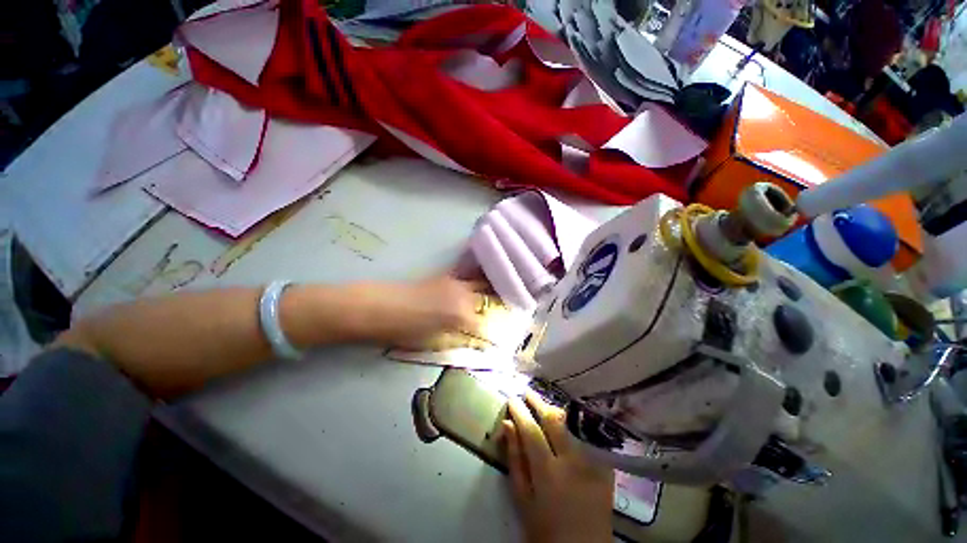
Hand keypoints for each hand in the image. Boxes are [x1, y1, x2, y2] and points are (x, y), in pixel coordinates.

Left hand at [353, 274, 487, 349]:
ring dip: (491, 287)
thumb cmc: (404, 332)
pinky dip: (477, 277)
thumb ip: (458, 339)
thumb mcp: (434, 342)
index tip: (499, 338)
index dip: (493, 333)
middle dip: (499, 302)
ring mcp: (454, 282)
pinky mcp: (445, 275)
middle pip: (489, 296)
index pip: (485, 325)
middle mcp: (463, 295)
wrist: (378, 307)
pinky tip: (481, 279)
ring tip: (500, 291)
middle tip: (507, 307)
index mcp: (461, 316)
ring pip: (481, 281)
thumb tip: (475, 340)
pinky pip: (467, 274)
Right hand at [503, 392, 614, 542]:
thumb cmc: (545, 530)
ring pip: (569, 427)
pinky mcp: (603, 468)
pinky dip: (567, 432)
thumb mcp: (523, 499)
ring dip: (552, 414)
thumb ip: (515, 459)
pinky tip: (561, 431)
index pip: (531, 429)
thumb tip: (507, 425)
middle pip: (554, 420)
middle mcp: (572, 461)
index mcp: (548, 472)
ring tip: (541, 407)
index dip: (520, 411)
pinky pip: (582, 441)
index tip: (512, 398)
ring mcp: (591, 463)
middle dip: (538, 402)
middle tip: (527, 393)